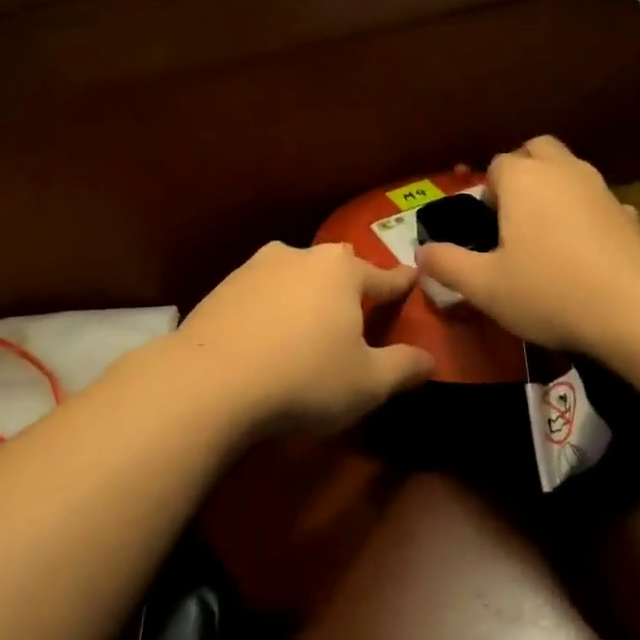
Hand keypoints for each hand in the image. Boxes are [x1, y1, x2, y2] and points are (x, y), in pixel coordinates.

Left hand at [168, 242, 434, 434]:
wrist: (210, 381)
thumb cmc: (304, 378)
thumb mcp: (367, 383)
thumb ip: (404, 367)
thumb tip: (429, 359)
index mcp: (341, 271)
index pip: (383, 278)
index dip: (401, 285)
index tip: (412, 280)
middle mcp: (301, 255)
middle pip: (336, 270)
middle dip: (349, 287)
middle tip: (355, 315)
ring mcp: (257, 267)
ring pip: (295, 276)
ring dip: (306, 296)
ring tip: (308, 328)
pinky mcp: (223, 286)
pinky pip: (262, 293)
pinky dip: (272, 308)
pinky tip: (268, 336)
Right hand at [417, 136, 639, 355]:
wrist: (638, 311)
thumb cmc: (549, 291)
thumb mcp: (485, 286)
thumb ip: (448, 264)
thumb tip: (421, 252)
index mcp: (523, 179)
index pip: (497, 164)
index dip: (487, 191)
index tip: (486, 225)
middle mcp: (563, 171)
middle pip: (538, 150)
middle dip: (524, 170)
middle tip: (514, 213)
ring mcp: (602, 189)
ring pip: (572, 171)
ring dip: (556, 188)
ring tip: (547, 232)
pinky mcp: (632, 214)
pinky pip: (600, 202)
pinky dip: (588, 214)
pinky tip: (586, 251)